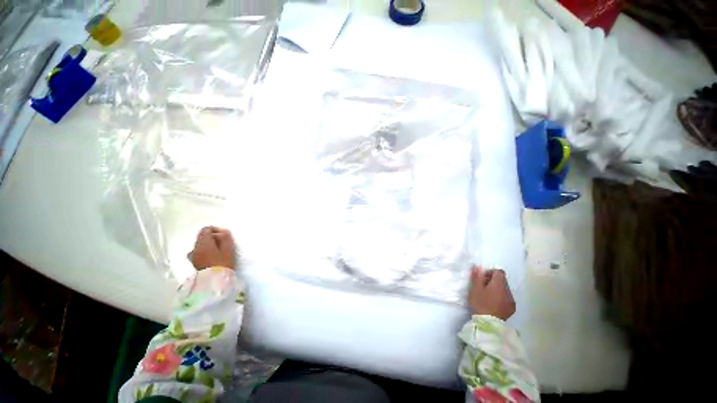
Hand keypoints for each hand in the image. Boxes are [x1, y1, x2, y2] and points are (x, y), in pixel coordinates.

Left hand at [188, 226, 236, 269]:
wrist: (214, 281)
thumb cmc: (223, 263)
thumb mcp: (228, 248)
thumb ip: (225, 238)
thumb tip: (222, 231)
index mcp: (203, 242)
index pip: (206, 229)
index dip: (215, 230)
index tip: (224, 235)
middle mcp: (195, 247)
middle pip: (202, 237)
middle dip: (212, 237)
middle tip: (223, 243)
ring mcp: (193, 255)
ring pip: (200, 245)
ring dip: (208, 244)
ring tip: (218, 250)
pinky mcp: (194, 262)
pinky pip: (198, 252)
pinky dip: (204, 251)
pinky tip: (211, 256)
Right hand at [468, 266, 515, 319]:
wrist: (488, 323)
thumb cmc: (480, 303)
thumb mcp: (475, 288)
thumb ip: (477, 276)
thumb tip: (478, 266)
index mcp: (499, 283)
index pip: (499, 271)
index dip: (490, 272)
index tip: (482, 279)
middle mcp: (508, 290)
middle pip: (502, 280)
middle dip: (492, 281)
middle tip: (482, 287)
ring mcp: (511, 300)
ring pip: (504, 289)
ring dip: (497, 290)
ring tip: (487, 297)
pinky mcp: (512, 309)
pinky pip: (507, 298)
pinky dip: (501, 298)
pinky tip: (493, 304)